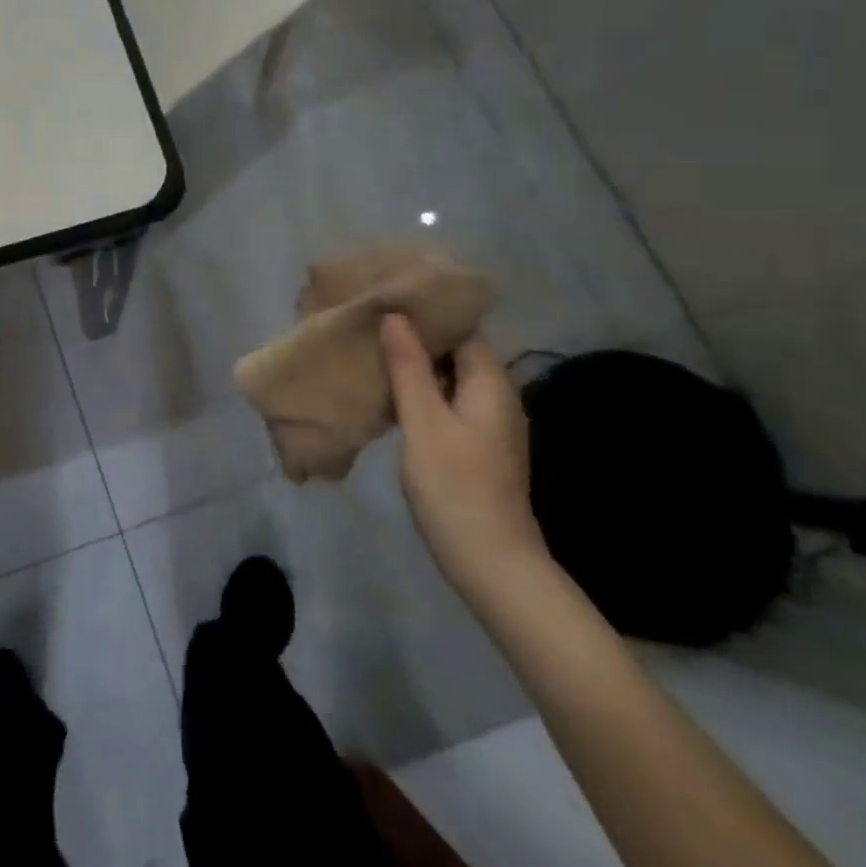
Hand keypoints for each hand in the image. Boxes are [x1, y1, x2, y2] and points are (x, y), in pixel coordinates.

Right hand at [380, 314, 546, 604]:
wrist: (492, 564)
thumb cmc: (455, 487)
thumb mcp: (424, 422)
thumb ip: (409, 367)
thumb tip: (395, 315)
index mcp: (490, 385)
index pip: (462, 330)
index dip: (427, 314)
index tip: (386, 301)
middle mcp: (496, 399)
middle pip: (456, 353)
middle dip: (415, 339)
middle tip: (369, 325)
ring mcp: (488, 426)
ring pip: (448, 380)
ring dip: (414, 367)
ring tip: (370, 353)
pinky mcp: (476, 448)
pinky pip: (446, 404)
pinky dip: (420, 393)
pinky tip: (388, 396)